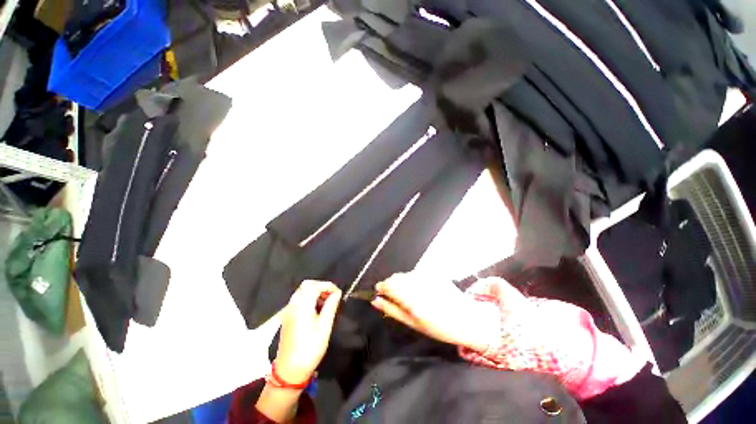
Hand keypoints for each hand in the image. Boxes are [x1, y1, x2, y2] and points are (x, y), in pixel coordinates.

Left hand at [274, 280, 341, 383]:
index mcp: (302, 307)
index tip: (338, 293)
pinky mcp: (287, 316)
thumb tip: (337, 293)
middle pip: (307, 285)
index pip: (316, 286)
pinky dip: (309, 297)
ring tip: (327, 302)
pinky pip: (299, 298)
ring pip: (302, 291)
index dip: (328, 286)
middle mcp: (293, 305)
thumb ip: (331, 307)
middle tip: (332, 295)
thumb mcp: (324, 328)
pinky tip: (317, 309)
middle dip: (321, 286)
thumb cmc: (309, 350)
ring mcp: (288, 310)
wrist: (289, 371)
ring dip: (315, 291)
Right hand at [371, 273, 498, 350]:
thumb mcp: (411, 322)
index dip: (381, 288)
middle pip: (395, 277)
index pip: (386, 284)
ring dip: (402, 282)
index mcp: (408, 295)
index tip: (380, 294)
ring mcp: (425, 274)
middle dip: (391, 286)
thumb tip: (375, 300)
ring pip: (405, 275)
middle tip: (397, 299)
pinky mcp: (433, 272)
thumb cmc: (437, 326)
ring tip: (412, 296)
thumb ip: (391, 309)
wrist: (465, 318)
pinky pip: (416, 274)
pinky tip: (423, 291)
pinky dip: (414, 280)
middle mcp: (415, 281)